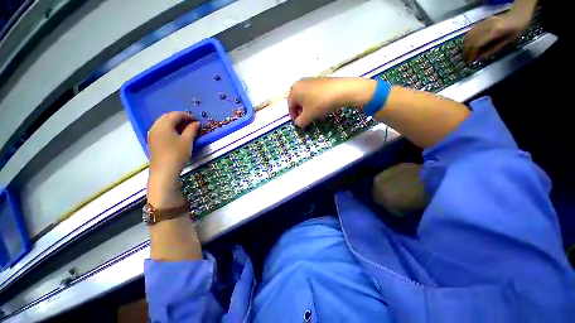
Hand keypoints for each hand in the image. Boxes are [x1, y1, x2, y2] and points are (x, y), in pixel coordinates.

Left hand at [147, 112, 199, 207]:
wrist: (164, 171)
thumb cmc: (177, 154)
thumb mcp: (187, 141)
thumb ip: (192, 129)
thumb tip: (196, 123)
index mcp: (164, 125)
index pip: (175, 114)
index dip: (187, 115)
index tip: (197, 120)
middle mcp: (155, 127)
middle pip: (167, 117)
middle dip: (179, 117)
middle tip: (191, 123)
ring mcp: (152, 134)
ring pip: (163, 123)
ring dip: (174, 123)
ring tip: (185, 128)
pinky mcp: (152, 141)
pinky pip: (160, 129)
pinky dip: (169, 128)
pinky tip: (176, 134)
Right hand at [288, 77, 375, 127]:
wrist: (341, 90)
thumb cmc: (320, 104)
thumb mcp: (308, 116)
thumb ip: (300, 122)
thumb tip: (298, 123)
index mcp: (294, 91)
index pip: (290, 106)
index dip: (294, 117)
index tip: (299, 124)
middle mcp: (300, 83)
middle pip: (297, 101)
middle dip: (301, 112)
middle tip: (307, 119)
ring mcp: (310, 80)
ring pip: (305, 98)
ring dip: (308, 108)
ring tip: (315, 115)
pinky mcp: (319, 80)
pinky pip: (312, 93)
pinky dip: (314, 102)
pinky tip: (321, 107)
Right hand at [463, 12, 529, 62]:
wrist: (518, 16)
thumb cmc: (516, 31)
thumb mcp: (506, 43)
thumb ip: (492, 50)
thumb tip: (479, 57)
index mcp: (495, 31)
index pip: (477, 44)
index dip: (471, 54)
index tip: (469, 62)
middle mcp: (487, 26)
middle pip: (471, 40)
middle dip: (466, 51)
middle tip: (465, 59)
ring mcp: (484, 22)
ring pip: (468, 35)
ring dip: (465, 45)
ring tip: (466, 53)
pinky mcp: (482, 22)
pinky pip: (471, 31)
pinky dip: (467, 40)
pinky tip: (468, 45)